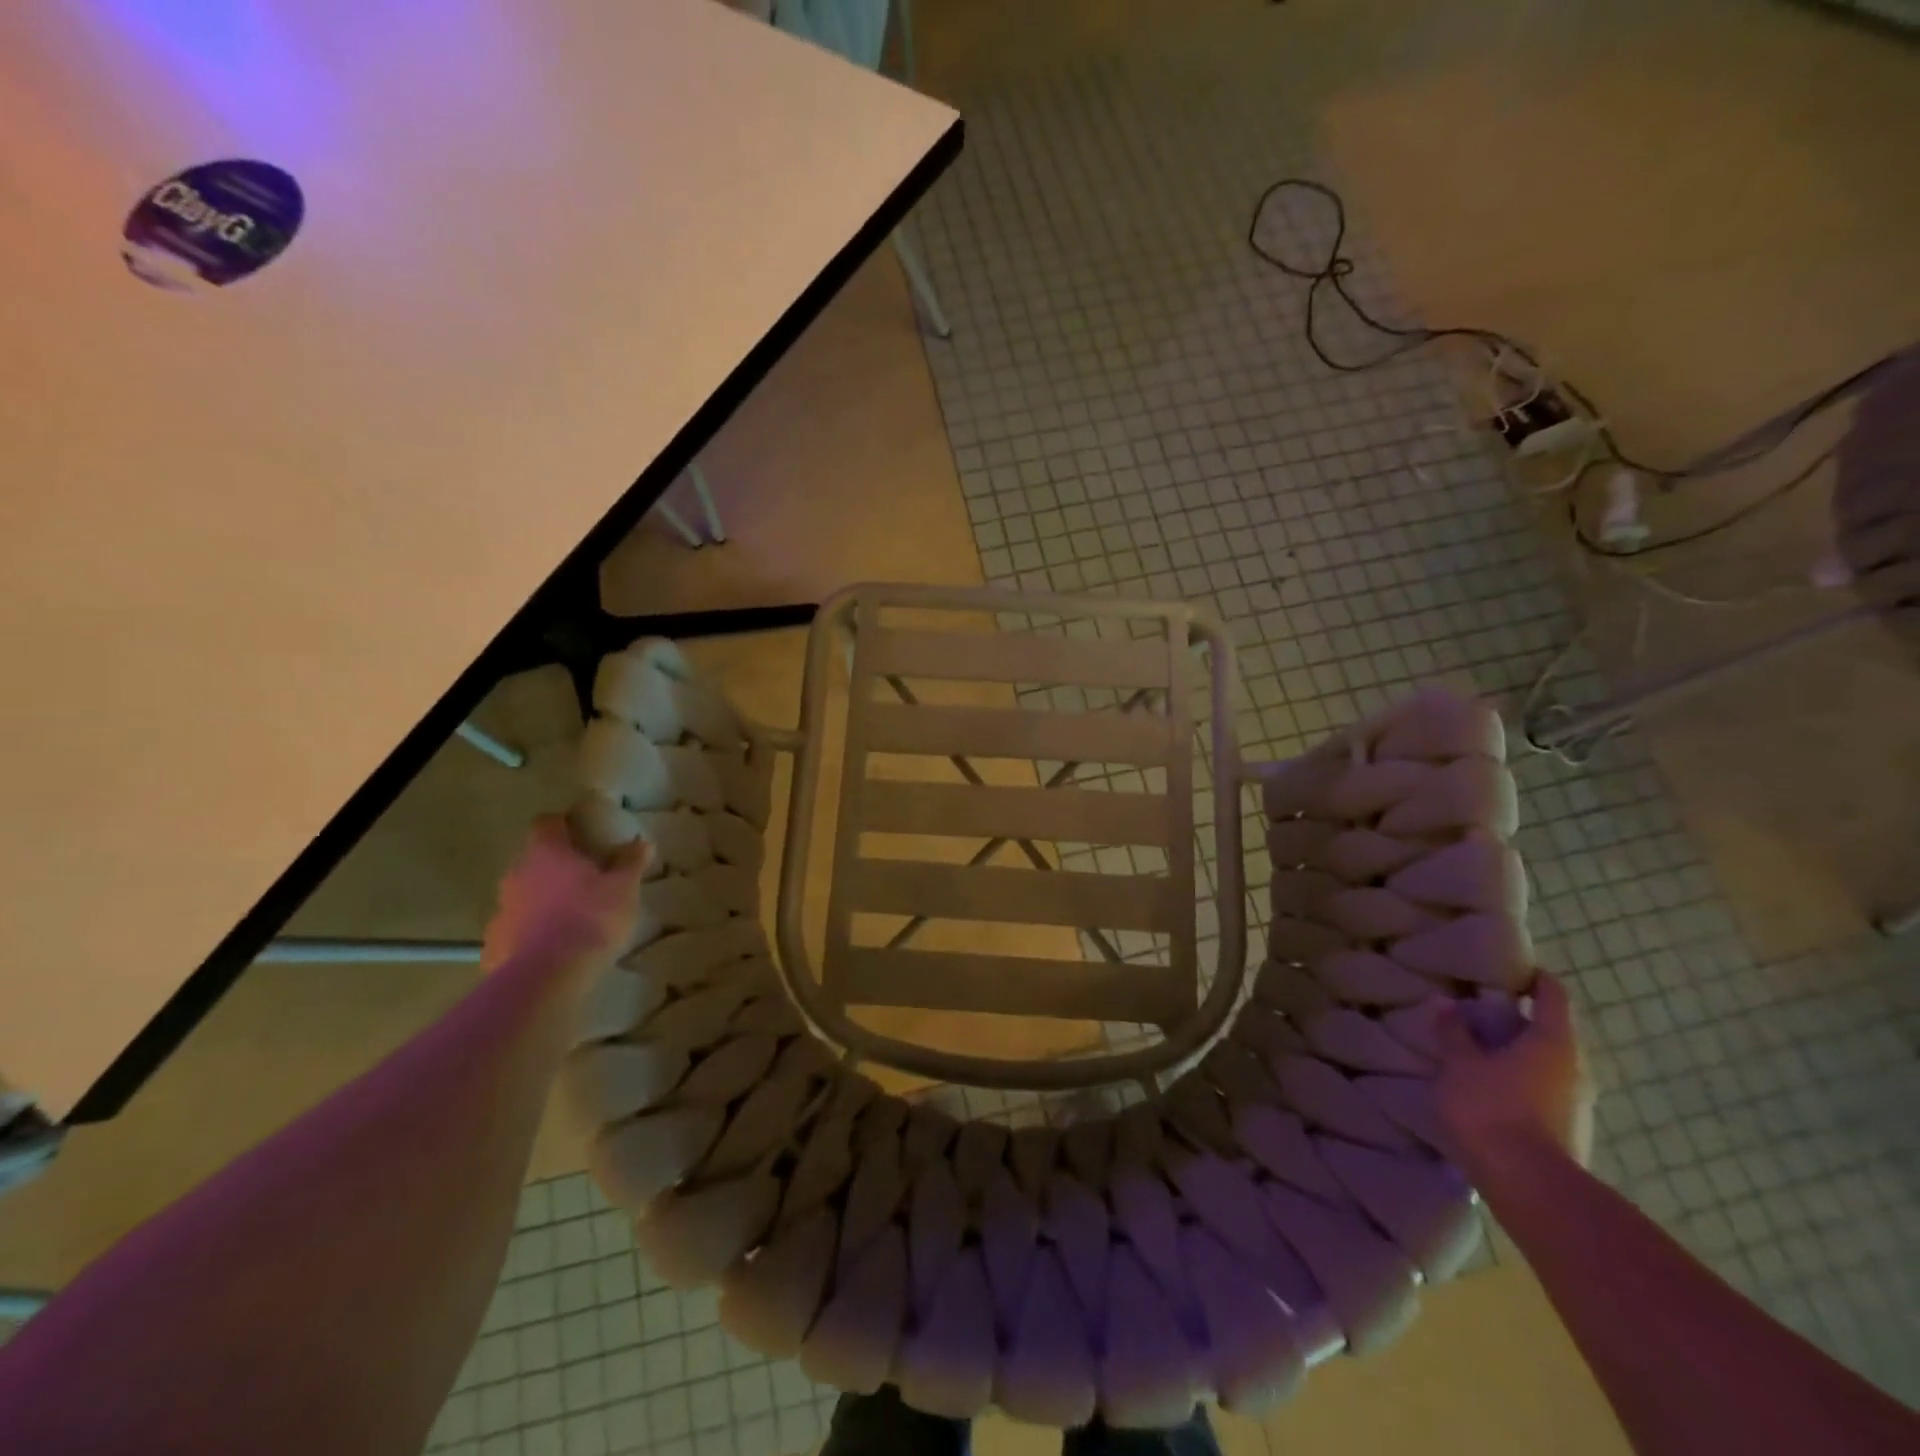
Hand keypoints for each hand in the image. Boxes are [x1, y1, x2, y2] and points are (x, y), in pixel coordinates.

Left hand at [482, 817, 647, 972]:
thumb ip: (631, 862)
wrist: (545, 979)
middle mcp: (516, 874)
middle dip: (556, 866)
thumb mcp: (624, 888)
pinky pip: (516, 929)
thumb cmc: (590, 920)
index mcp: (546, 852)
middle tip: (586, 879)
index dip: (564, 826)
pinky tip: (553, 948)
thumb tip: (641, 841)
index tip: (584, 836)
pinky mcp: (494, 944)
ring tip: (572, 917)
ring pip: (524, 894)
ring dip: (543, 899)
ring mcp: (500, 910)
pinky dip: (532, 932)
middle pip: (534, 859)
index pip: (547, 823)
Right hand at [1433, 972, 1596, 1177]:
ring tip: (1473, 1050)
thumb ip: (1453, 1032)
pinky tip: (1485, 1087)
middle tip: (1474, 1011)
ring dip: (1513, 1053)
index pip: (1552, 994)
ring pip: (1544, 1062)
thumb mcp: (1459, 1064)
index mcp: (1552, 1041)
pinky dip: (1516, 1080)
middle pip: (1549, 1029)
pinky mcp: (1564, 1129)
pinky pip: (1540, 1089)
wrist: (1529, 1187)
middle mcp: (1573, 1067)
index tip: (1504, 971)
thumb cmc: (1493, 1109)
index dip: (1531, 978)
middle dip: (1514, 1019)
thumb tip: (1445, 1002)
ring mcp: (1574, 1102)